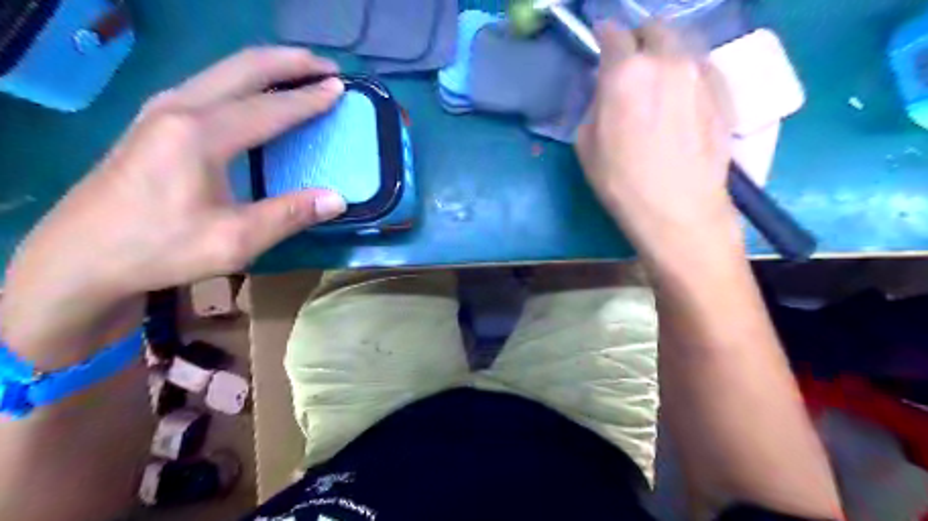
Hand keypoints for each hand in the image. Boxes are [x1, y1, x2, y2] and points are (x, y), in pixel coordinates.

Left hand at [0, 47, 348, 365]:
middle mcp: (179, 108)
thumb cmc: (161, 248)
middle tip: (326, 67)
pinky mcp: (151, 121)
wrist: (80, 258)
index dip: (309, 99)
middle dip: (290, 62)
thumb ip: (289, 215)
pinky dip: (242, 80)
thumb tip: (337, 199)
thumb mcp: (235, 241)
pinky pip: (208, 85)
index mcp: (200, 135)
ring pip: (222, 71)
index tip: (340, 89)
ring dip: (266, 67)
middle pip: (242, 68)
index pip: (269, 108)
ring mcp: (159, 110)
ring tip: (299, 72)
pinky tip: (254, 94)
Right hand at [577, 20, 737, 251]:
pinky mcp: (724, 90)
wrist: (678, 209)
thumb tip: (608, 89)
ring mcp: (701, 72)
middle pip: (653, 28)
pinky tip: (680, 98)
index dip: (604, 36)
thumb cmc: (622, 183)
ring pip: (681, 43)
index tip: (601, 43)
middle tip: (631, 63)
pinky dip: (685, 72)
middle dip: (638, 40)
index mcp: (626, 73)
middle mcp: (667, 60)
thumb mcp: (586, 144)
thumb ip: (596, 104)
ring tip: (658, 80)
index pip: (613, 33)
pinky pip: (700, 66)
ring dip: (664, 53)